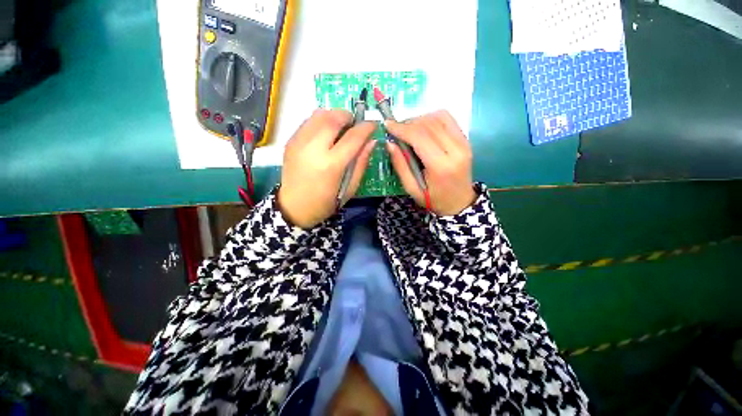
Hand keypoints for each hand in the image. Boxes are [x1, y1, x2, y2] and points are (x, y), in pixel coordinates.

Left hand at [278, 109, 376, 228]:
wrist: (294, 207)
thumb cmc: (325, 202)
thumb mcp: (349, 188)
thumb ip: (361, 163)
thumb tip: (371, 141)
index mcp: (331, 165)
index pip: (353, 137)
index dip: (366, 128)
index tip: (373, 125)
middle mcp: (313, 149)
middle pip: (333, 118)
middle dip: (348, 116)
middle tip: (355, 124)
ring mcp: (299, 142)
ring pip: (319, 115)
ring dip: (334, 116)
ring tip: (341, 127)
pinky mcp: (290, 141)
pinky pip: (309, 121)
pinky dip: (321, 121)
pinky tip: (326, 134)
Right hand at [385, 110, 475, 215]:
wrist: (460, 202)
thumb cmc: (434, 199)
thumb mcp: (412, 189)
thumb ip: (400, 166)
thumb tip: (389, 143)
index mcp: (441, 166)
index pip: (420, 137)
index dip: (401, 128)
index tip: (387, 125)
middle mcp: (456, 150)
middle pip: (429, 124)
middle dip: (408, 124)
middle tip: (396, 131)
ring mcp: (464, 142)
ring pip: (439, 117)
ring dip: (420, 120)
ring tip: (409, 131)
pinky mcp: (466, 139)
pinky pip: (448, 119)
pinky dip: (432, 119)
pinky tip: (423, 128)